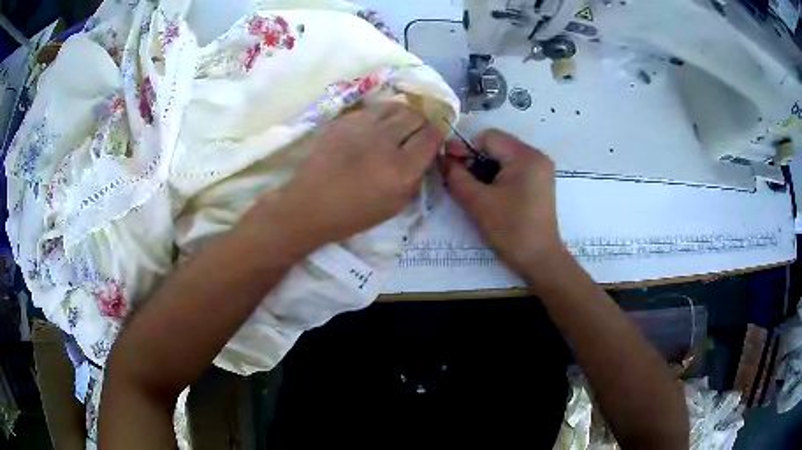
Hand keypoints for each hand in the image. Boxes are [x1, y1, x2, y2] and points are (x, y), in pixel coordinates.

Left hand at [250, 103, 443, 249]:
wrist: (310, 205)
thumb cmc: (353, 213)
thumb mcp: (395, 205)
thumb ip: (416, 177)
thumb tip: (425, 153)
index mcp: (401, 170)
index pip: (431, 137)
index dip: (436, 135)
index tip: (432, 139)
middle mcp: (385, 143)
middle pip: (415, 116)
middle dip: (420, 124)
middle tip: (414, 133)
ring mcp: (362, 127)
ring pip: (395, 107)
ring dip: (402, 115)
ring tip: (396, 127)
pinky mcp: (344, 120)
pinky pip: (373, 109)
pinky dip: (380, 116)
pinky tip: (373, 128)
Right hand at [441, 129, 565, 274]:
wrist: (540, 260)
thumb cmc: (510, 230)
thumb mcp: (478, 202)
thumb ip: (456, 176)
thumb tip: (441, 158)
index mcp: (526, 156)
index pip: (488, 137)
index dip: (465, 148)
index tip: (447, 164)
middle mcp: (536, 156)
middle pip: (497, 146)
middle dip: (474, 159)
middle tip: (456, 177)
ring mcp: (540, 170)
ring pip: (503, 158)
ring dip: (483, 169)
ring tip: (470, 188)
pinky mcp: (538, 183)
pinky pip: (512, 170)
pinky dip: (496, 177)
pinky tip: (486, 193)